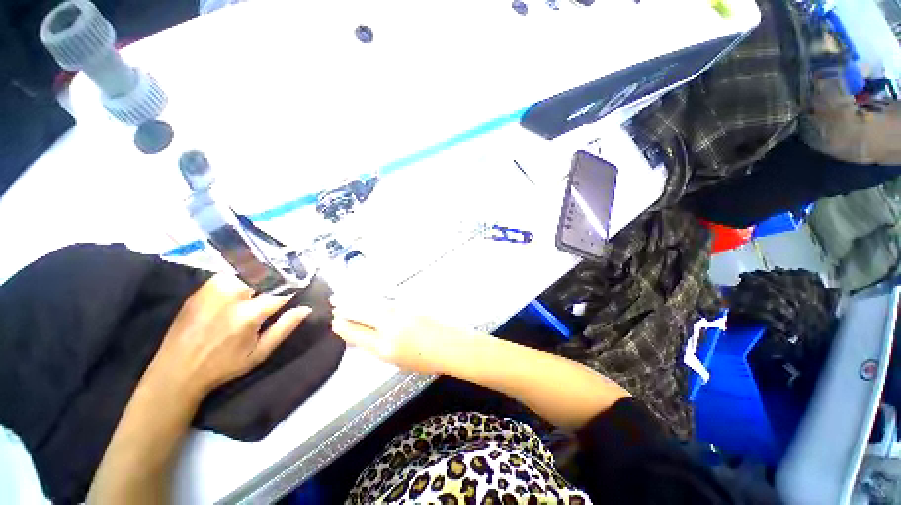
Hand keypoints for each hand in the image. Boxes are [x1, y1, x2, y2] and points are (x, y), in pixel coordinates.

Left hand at [145, 274, 310, 397]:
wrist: (176, 371)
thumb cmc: (223, 366)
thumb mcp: (260, 353)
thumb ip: (284, 328)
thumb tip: (306, 308)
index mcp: (249, 314)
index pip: (282, 291)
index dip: (295, 287)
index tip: (302, 285)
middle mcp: (231, 296)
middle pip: (264, 274)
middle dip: (278, 276)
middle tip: (285, 281)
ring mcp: (213, 290)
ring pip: (246, 270)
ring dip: (260, 274)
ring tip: (267, 280)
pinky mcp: (200, 289)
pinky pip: (228, 274)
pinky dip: (242, 275)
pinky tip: (245, 284)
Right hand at [331, 295, 474, 374]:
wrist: (451, 345)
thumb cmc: (426, 359)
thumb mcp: (397, 360)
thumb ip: (378, 346)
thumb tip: (362, 336)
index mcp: (386, 347)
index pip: (358, 334)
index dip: (344, 327)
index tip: (335, 321)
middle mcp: (391, 326)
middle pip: (362, 313)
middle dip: (346, 307)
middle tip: (334, 302)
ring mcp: (402, 311)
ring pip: (373, 302)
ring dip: (356, 297)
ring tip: (344, 295)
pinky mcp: (411, 303)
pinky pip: (386, 298)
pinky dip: (373, 295)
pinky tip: (367, 293)